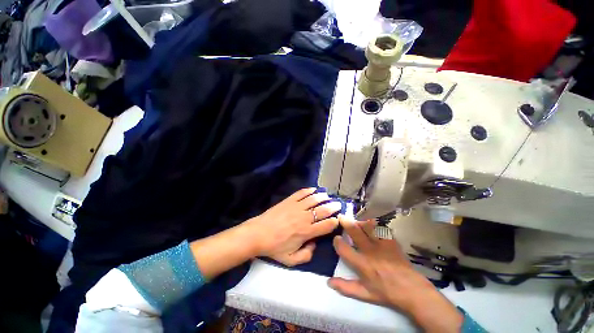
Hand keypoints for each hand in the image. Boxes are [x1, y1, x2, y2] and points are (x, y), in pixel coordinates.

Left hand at [246, 188, 340, 265]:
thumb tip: (314, 244)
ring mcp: (296, 207)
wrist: (258, 234)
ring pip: (314, 199)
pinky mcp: (289, 200)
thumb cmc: (274, 247)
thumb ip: (306, 255)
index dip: (335, 221)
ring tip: (328, 196)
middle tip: (338, 204)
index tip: (338, 219)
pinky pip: (301, 193)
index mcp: (306, 232)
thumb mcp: (290, 260)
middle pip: (323, 210)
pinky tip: (314, 189)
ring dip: (323, 197)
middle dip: (333, 207)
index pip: (326, 225)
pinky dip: (309, 190)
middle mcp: (304, 217)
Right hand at [329, 215, 462, 332]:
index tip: (336, 238)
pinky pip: (381, 228)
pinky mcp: (391, 241)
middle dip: (346, 222)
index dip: (337, 241)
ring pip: (368, 226)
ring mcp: (382, 244)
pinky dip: (375, 225)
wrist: (411, 290)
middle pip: (354, 231)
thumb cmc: (386, 292)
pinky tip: (372, 224)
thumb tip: (329, 281)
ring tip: (356, 221)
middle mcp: (370, 251)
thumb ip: (346, 287)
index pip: (343, 248)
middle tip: (341, 217)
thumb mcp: (364, 294)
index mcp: (362, 264)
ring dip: (360, 222)